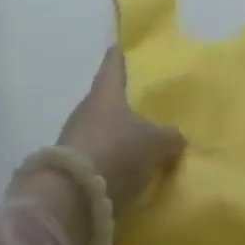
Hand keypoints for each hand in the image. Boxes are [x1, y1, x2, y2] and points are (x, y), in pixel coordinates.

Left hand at [55, 47, 185, 217]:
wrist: (70, 198)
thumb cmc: (117, 151)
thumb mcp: (155, 143)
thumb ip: (169, 137)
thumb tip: (176, 137)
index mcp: (105, 93)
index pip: (113, 66)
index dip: (118, 56)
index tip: (119, 46)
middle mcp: (85, 110)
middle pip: (104, 101)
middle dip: (120, 104)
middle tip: (140, 106)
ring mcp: (72, 139)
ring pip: (98, 130)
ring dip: (113, 137)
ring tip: (135, 145)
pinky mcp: (67, 169)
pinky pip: (93, 158)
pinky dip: (106, 162)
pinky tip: (121, 173)